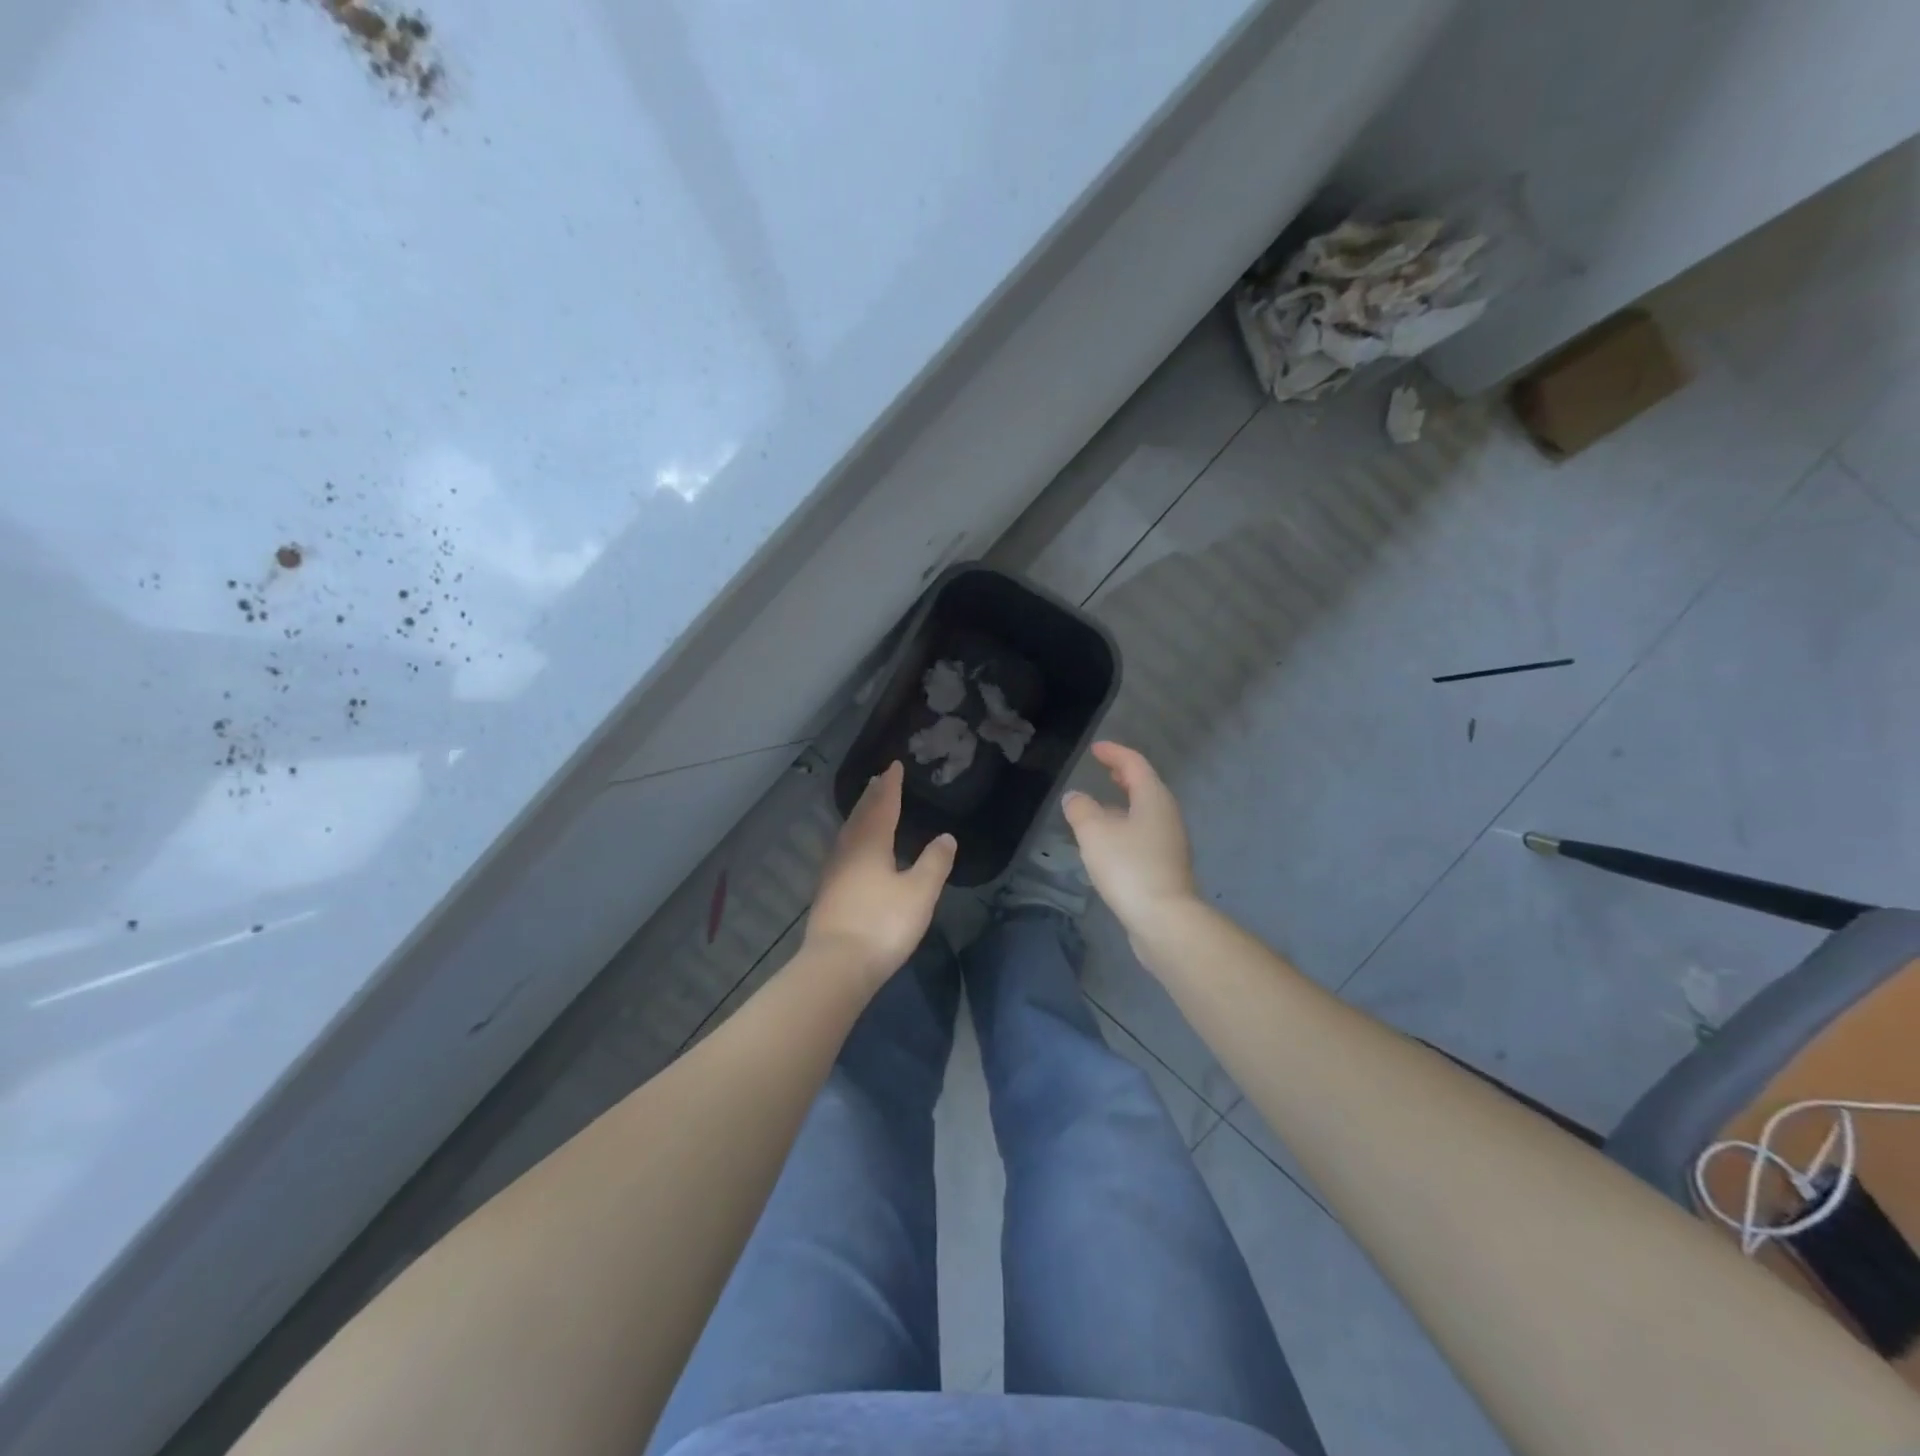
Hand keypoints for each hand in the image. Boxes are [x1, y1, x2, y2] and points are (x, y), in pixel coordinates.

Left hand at [803, 762, 955, 987]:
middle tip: (879, 780)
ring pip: (848, 833)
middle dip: (872, 796)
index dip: (890, 785)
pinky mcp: (828, 893)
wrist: (836, 966)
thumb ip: (934, 863)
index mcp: (871, 844)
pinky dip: (853, 838)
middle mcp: (848, 850)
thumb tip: (946, 836)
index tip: (894, 766)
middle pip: (861, 816)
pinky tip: (856, 851)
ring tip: (868, 807)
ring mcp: (833, 872)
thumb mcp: (919, 893)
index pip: (883, 806)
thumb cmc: (882, 924)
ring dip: (860, 816)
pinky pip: (843, 850)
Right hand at [1061, 742, 1199, 933]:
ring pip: (1145, 813)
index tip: (1096, 749)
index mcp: (1153, 799)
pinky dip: (1126, 828)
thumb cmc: (1129, 867)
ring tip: (1100, 808)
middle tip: (1105, 771)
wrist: (1164, 920)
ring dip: (1124, 805)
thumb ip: (1081, 809)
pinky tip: (1109, 843)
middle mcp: (1167, 815)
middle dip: (1124, 776)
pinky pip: (1143, 835)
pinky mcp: (1165, 867)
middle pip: (1145, 787)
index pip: (1134, 764)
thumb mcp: (1094, 833)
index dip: (1114, 753)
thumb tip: (1075, 797)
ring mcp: (1169, 842)